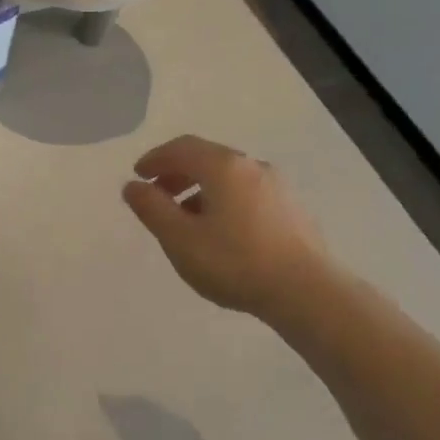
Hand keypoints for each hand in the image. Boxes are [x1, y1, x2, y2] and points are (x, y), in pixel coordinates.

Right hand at [121, 135, 324, 321]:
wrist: (307, 291)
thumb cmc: (235, 262)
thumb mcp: (180, 239)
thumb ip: (152, 209)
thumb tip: (132, 186)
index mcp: (223, 167)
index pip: (182, 148)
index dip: (155, 158)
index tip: (137, 175)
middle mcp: (252, 166)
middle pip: (207, 158)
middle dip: (176, 173)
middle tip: (156, 196)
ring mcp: (277, 187)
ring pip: (228, 178)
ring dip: (199, 190)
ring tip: (184, 220)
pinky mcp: (292, 209)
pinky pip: (247, 194)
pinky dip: (223, 201)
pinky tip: (220, 232)